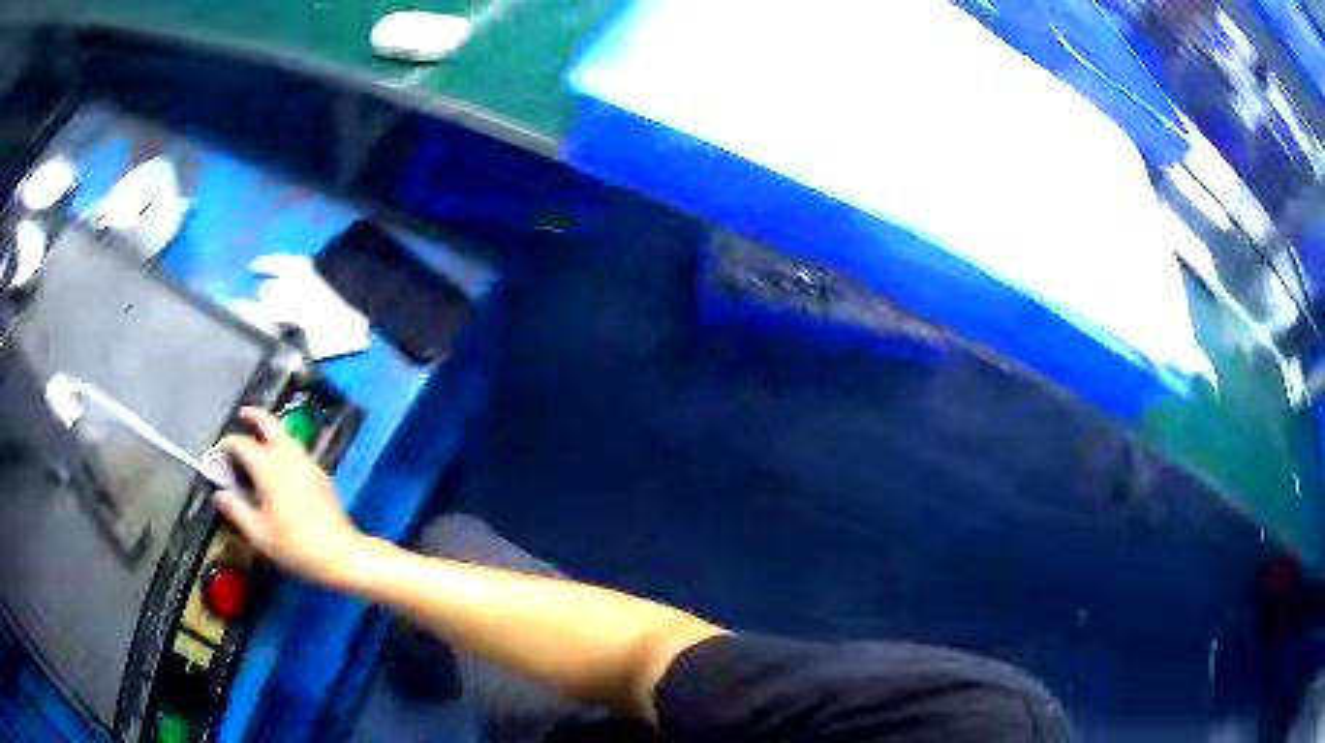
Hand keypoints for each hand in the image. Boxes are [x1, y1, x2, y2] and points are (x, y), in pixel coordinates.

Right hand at [212, 407, 363, 585]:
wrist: (340, 554)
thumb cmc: (295, 545)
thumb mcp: (258, 534)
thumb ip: (236, 510)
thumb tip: (219, 495)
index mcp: (268, 466)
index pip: (242, 444)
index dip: (227, 445)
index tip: (218, 452)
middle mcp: (288, 456)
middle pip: (270, 424)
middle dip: (254, 416)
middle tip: (242, 414)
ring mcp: (308, 463)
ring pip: (286, 435)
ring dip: (271, 431)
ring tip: (259, 439)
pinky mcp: (321, 475)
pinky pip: (298, 451)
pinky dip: (285, 448)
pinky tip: (281, 466)